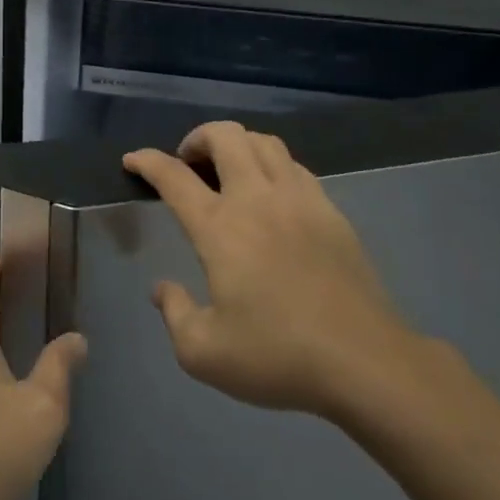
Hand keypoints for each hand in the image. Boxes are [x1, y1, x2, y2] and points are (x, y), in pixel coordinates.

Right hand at [124, 121, 430, 424]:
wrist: (366, 362)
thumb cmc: (278, 357)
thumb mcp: (204, 353)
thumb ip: (174, 314)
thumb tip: (162, 289)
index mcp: (220, 228)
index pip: (174, 177)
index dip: (147, 161)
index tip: (133, 160)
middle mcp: (257, 200)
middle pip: (225, 136)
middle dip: (198, 138)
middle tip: (188, 163)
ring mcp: (300, 201)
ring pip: (265, 142)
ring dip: (237, 145)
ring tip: (228, 171)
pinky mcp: (332, 212)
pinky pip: (295, 166)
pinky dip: (272, 164)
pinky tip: (271, 194)